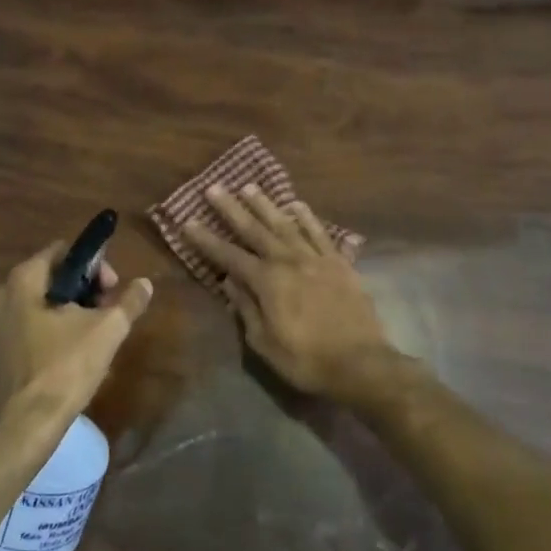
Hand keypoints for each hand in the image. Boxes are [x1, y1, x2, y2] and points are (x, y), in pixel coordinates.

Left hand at [0, 242, 153, 433]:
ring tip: (94, 335)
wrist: (25, 426)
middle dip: (84, 290)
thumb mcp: (107, 331)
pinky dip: (51, 332)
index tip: (112, 289)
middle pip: (52, 278)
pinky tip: (70, 356)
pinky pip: (29, 329)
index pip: (64, 252)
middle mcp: (2, 296)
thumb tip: (144, 283)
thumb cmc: (65, 368)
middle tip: (107, 312)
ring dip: (69, 312)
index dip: (95, 265)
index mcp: (23, 280)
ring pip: (40, 305)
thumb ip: (129, 301)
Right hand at [182, 185, 395, 405]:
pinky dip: (308, 218)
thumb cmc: (306, 360)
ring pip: (286, 224)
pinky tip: (297, 205)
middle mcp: (289, 261)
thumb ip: (246, 308)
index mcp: (267, 282)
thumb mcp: (264, 343)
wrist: (361, 363)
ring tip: (249, 187)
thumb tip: (230, 282)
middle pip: (255, 230)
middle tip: (214, 188)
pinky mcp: (340, 264)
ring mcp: (316, 259)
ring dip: (266, 205)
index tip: (188, 221)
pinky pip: (320, 234)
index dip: (207, 240)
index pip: (229, 256)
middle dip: (232, 209)